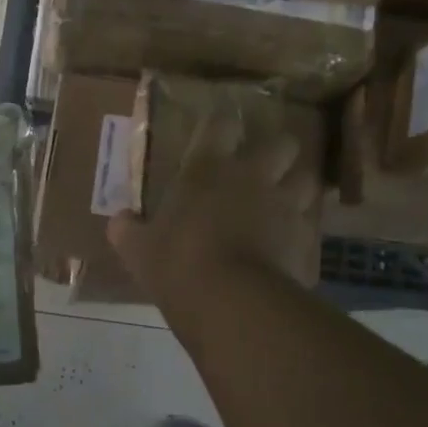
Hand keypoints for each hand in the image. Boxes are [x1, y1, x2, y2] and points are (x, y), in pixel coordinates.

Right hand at [108, 109, 320, 294]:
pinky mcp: (303, 240)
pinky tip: (289, 245)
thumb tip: (119, 220)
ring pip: (307, 181)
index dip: (223, 126)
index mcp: (208, 169)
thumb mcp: (139, 250)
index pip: (222, 125)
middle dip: (279, 151)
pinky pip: (308, 227)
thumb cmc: (178, 263)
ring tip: (286, 201)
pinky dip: (301, 232)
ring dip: (298, 187)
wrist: (232, 301)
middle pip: (284, 144)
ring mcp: (284, 206)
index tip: (219, 133)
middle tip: (265, 166)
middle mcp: (253, 177)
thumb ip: (128, 231)